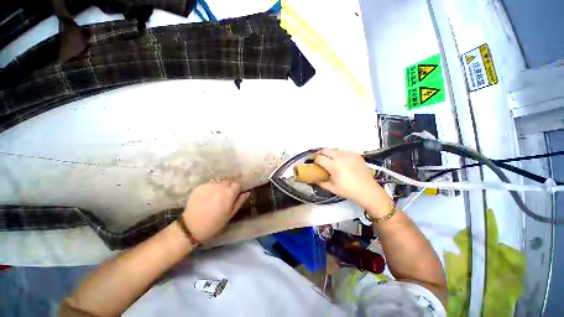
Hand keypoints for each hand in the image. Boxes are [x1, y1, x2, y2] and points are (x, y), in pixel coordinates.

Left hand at [181, 181, 249, 241]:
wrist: (191, 227)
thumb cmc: (214, 223)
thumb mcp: (230, 214)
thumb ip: (240, 201)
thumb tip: (247, 193)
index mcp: (229, 192)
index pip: (238, 183)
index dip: (239, 188)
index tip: (237, 193)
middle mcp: (220, 185)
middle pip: (229, 180)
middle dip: (230, 185)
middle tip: (227, 194)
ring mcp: (209, 185)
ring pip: (220, 181)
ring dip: (221, 185)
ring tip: (218, 194)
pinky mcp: (200, 186)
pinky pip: (210, 183)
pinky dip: (212, 187)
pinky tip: (209, 195)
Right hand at [314, 149, 392, 217]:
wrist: (367, 190)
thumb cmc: (347, 190)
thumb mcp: (331, 188)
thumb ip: (320, 181)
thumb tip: (313, 177)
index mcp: (334, 166)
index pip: (319, 158)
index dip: (314, 160)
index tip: (314, 163)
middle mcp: (341, 157)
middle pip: (325, 150)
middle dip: (319, 154)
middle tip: (318, 159)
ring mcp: (349, 154)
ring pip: (334, 149)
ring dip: (329, 153)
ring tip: (329, 160)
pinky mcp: (356, 154)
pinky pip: (343, 151)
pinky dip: (338, 154)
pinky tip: (340, 161)